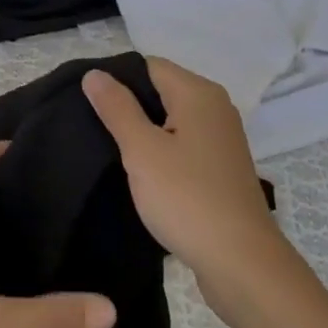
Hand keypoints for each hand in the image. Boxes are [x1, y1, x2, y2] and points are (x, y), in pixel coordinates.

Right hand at [83, 59, 286, 288]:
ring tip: (110, 149)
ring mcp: (221, 139)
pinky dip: (162, 150)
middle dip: (128, 104)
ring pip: (171, 119)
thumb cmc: (187, 198)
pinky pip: (183, 143)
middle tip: (92, 126)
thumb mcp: (142, 150)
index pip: (148, 65)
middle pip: (161, 90)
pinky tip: (141, 172)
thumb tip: (95, 74)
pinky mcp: (221, 167)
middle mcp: (215, 108)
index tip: (87, 103)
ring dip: (144, 131)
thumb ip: (117, 108)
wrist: (240, 262)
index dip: (116, 79)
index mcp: (198, 94)